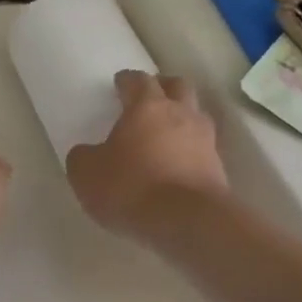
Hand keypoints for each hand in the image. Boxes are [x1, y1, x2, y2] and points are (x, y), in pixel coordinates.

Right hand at [66, 70, 228, 241]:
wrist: (187, 221)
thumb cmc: (131, 188)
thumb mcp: (86, 174)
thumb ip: (83, 157)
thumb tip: (88, 153)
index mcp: (147, 107)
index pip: (138, 81)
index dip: (127, 80)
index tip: (120, 83)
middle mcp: (181, 114)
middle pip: (178, 86)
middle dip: (163, 86)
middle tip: (149, 96)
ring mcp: (205, 140)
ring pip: (195, 115)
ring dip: (181, 116)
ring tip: (165, 131)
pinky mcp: (217, 167)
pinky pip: (202, 147)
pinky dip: (189, 149)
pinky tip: (176, 162)